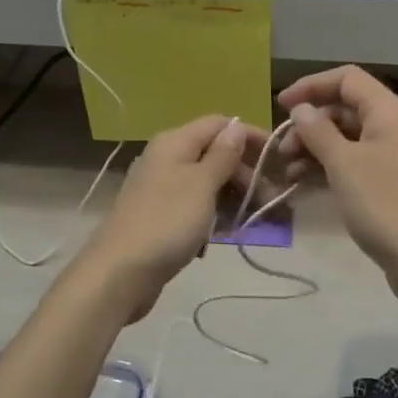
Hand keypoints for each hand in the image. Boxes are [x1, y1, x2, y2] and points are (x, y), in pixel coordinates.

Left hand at [73, 115, 260, 322]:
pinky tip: (223, 235)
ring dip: (232, 198)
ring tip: (254, 220)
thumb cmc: (166, 223)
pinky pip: (194, 207)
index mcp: (174, 142)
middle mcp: (166, 158)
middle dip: (245, 173)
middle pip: (214, 154)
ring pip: (206, 183)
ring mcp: (161, 188)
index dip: (249, 136)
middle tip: (269, 200)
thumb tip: (236, 126)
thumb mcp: (201, 185)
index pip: (219, 124)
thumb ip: (222, 155)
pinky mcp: (160, 216)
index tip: (278, 157)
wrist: (119, 273)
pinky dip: (212, 216)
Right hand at [276, 67, 397, 308]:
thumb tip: (301, 109)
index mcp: (389, 111)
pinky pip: (358, 163)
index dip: (311, 86)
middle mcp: (397, 126)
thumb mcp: (343, 164)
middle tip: (283, 150)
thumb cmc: (385, 204)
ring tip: (289, 172)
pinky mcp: (396, 184)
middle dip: (310, 125)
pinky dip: (332, 168)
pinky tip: (307, 185)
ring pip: (350, 139)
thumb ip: (318, 131)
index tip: (280, 105)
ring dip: (317, 148)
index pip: (346, 79)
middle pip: (346, 109)